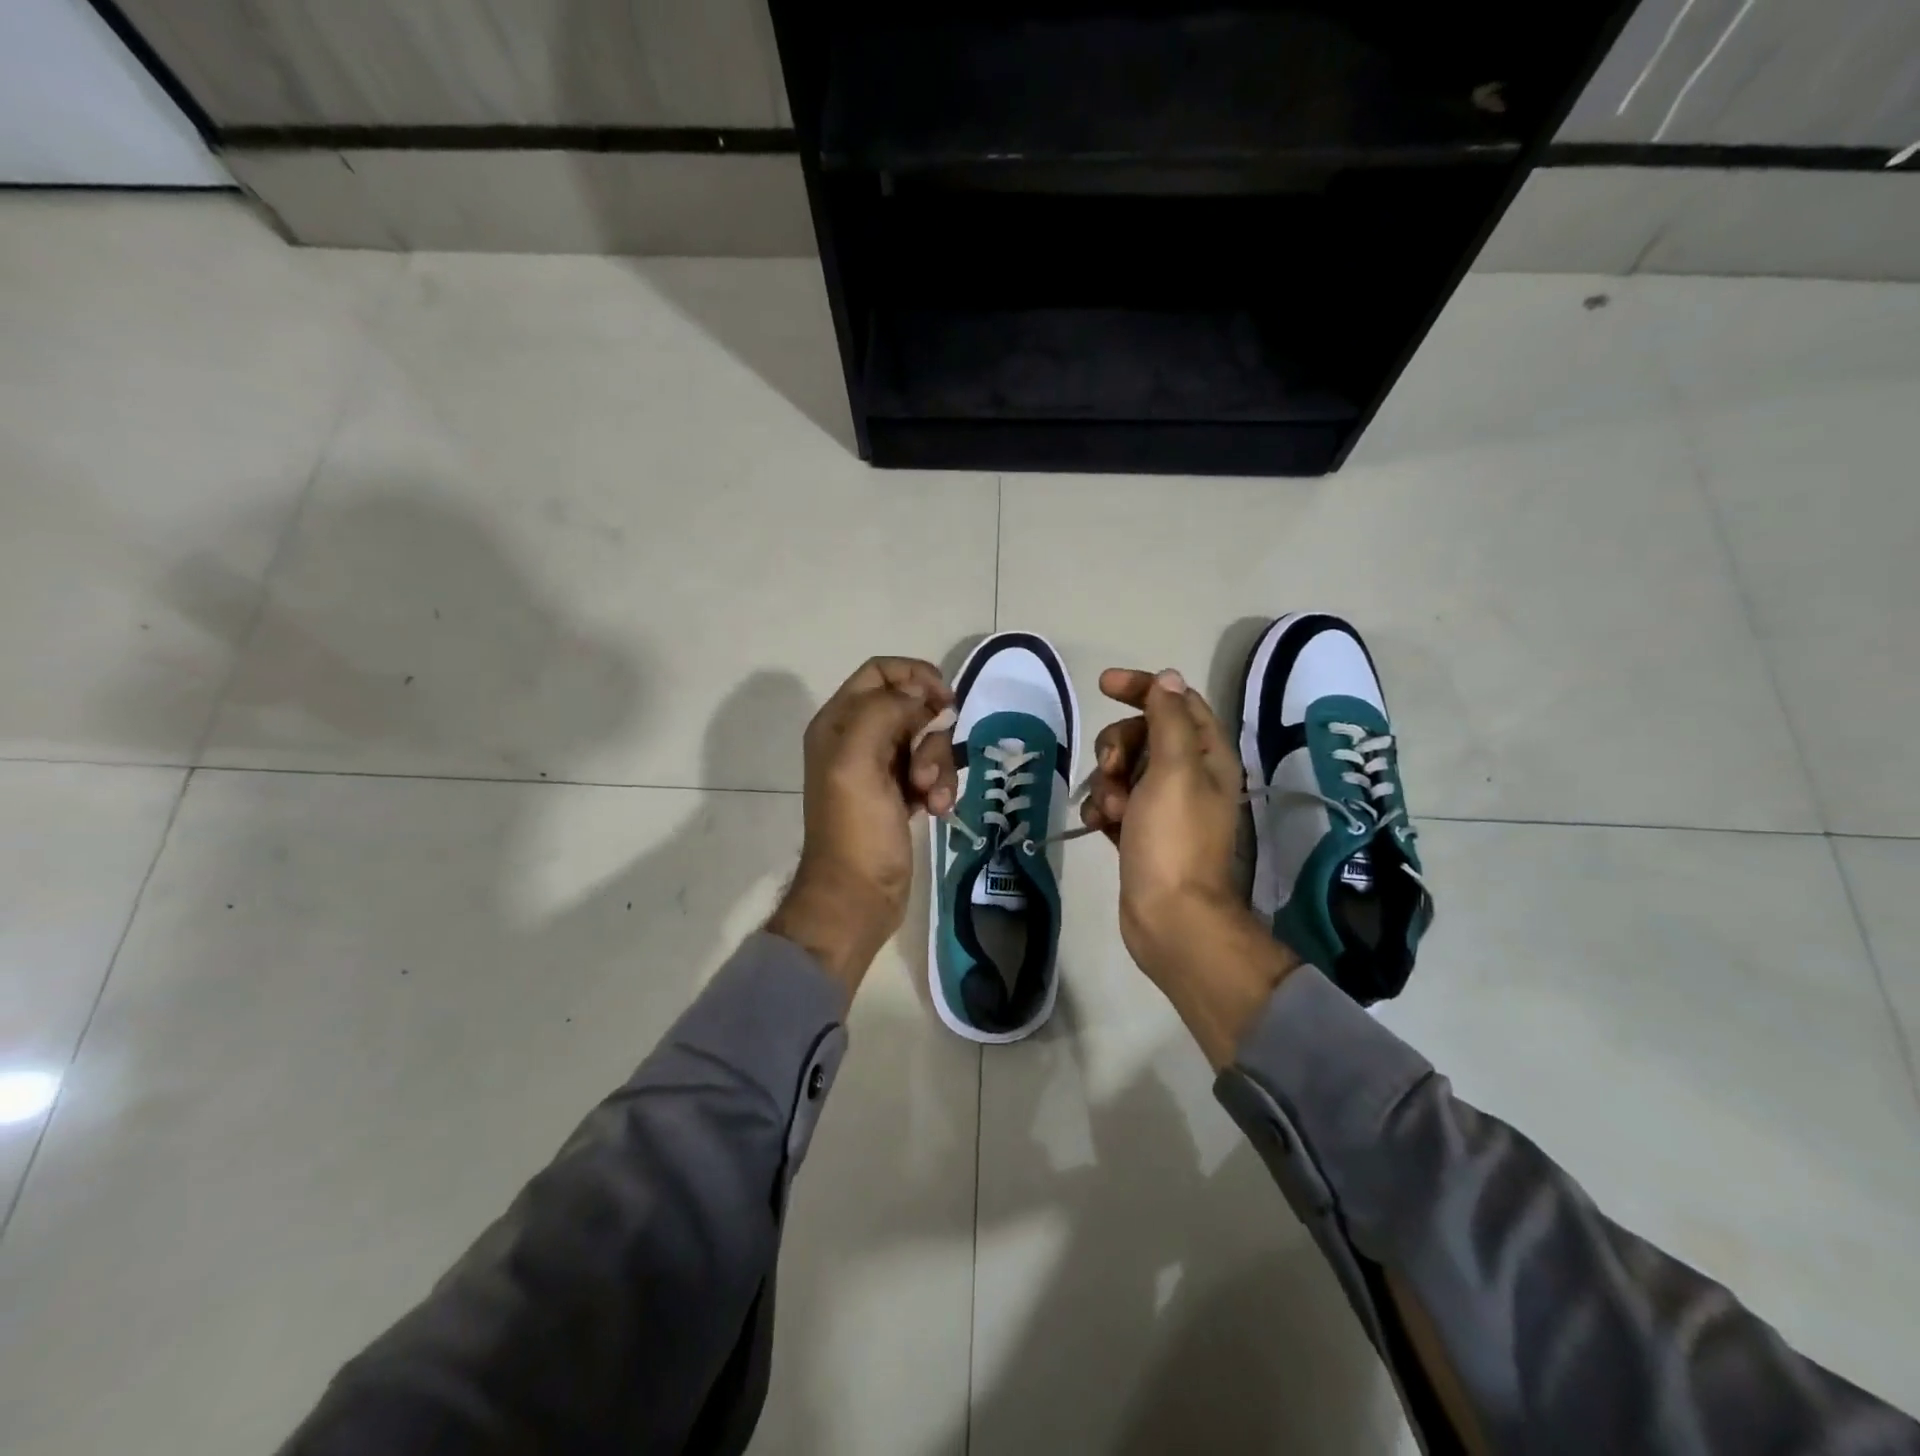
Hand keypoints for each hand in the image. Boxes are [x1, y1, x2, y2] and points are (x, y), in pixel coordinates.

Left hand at [767, 657, 956, 1000]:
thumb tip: (919, 693)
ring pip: (927, 741)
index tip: (945, 701)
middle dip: (931, 733)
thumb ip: (884, 712)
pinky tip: (938, 810)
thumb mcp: (858, 761)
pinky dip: (941, 787)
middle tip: (926, 768)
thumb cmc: (855, 829)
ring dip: (939, 765)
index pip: (881, 673)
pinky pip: (932, 771)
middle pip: (911, 707)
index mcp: (838, 722)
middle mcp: (858, 738)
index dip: (916, 676)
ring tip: (933, 797)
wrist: (856, 897)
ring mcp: (880, 768)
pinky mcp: (901, 794)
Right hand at [1082, 668, 1298, 1065]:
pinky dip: (1102, 808)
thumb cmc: (1173, 840)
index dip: (1142, 687)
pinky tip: (1096, 826)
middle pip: (1145, 734)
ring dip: (1107, 781)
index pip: (1177, 702)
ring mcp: (1164, 807)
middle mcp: (1190, 777)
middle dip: (1119, 744)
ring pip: (1124, 769)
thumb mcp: (1174, 770)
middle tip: (1112, 768)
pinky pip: (1115, 803)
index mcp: (1208, 756)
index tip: (1103, 685)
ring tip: (1109, 810)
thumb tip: (1168, 677)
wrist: (1169, 918)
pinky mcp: (1142, 833)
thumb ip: (1170, 719)